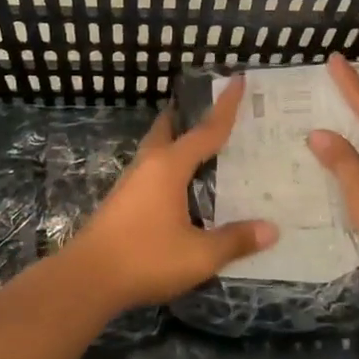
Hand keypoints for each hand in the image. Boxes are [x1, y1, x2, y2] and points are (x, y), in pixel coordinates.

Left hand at [60, 78, 278, 310]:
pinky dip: (168, 166)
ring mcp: (130, 183)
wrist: (87, 280)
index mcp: (169, 167)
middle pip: (169, 129)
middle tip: (211, 110)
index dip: (225, 106)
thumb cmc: (146, 258)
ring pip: (156, 149)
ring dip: (176, 141)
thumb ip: (235, 240)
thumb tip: (272, 230)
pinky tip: (179, 186)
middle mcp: (149, 166)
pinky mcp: (121, 202)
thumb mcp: (199, 255)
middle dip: (187, 116)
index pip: (206, 130)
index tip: (236, 79)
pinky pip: (150, 171)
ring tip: (200, 147)